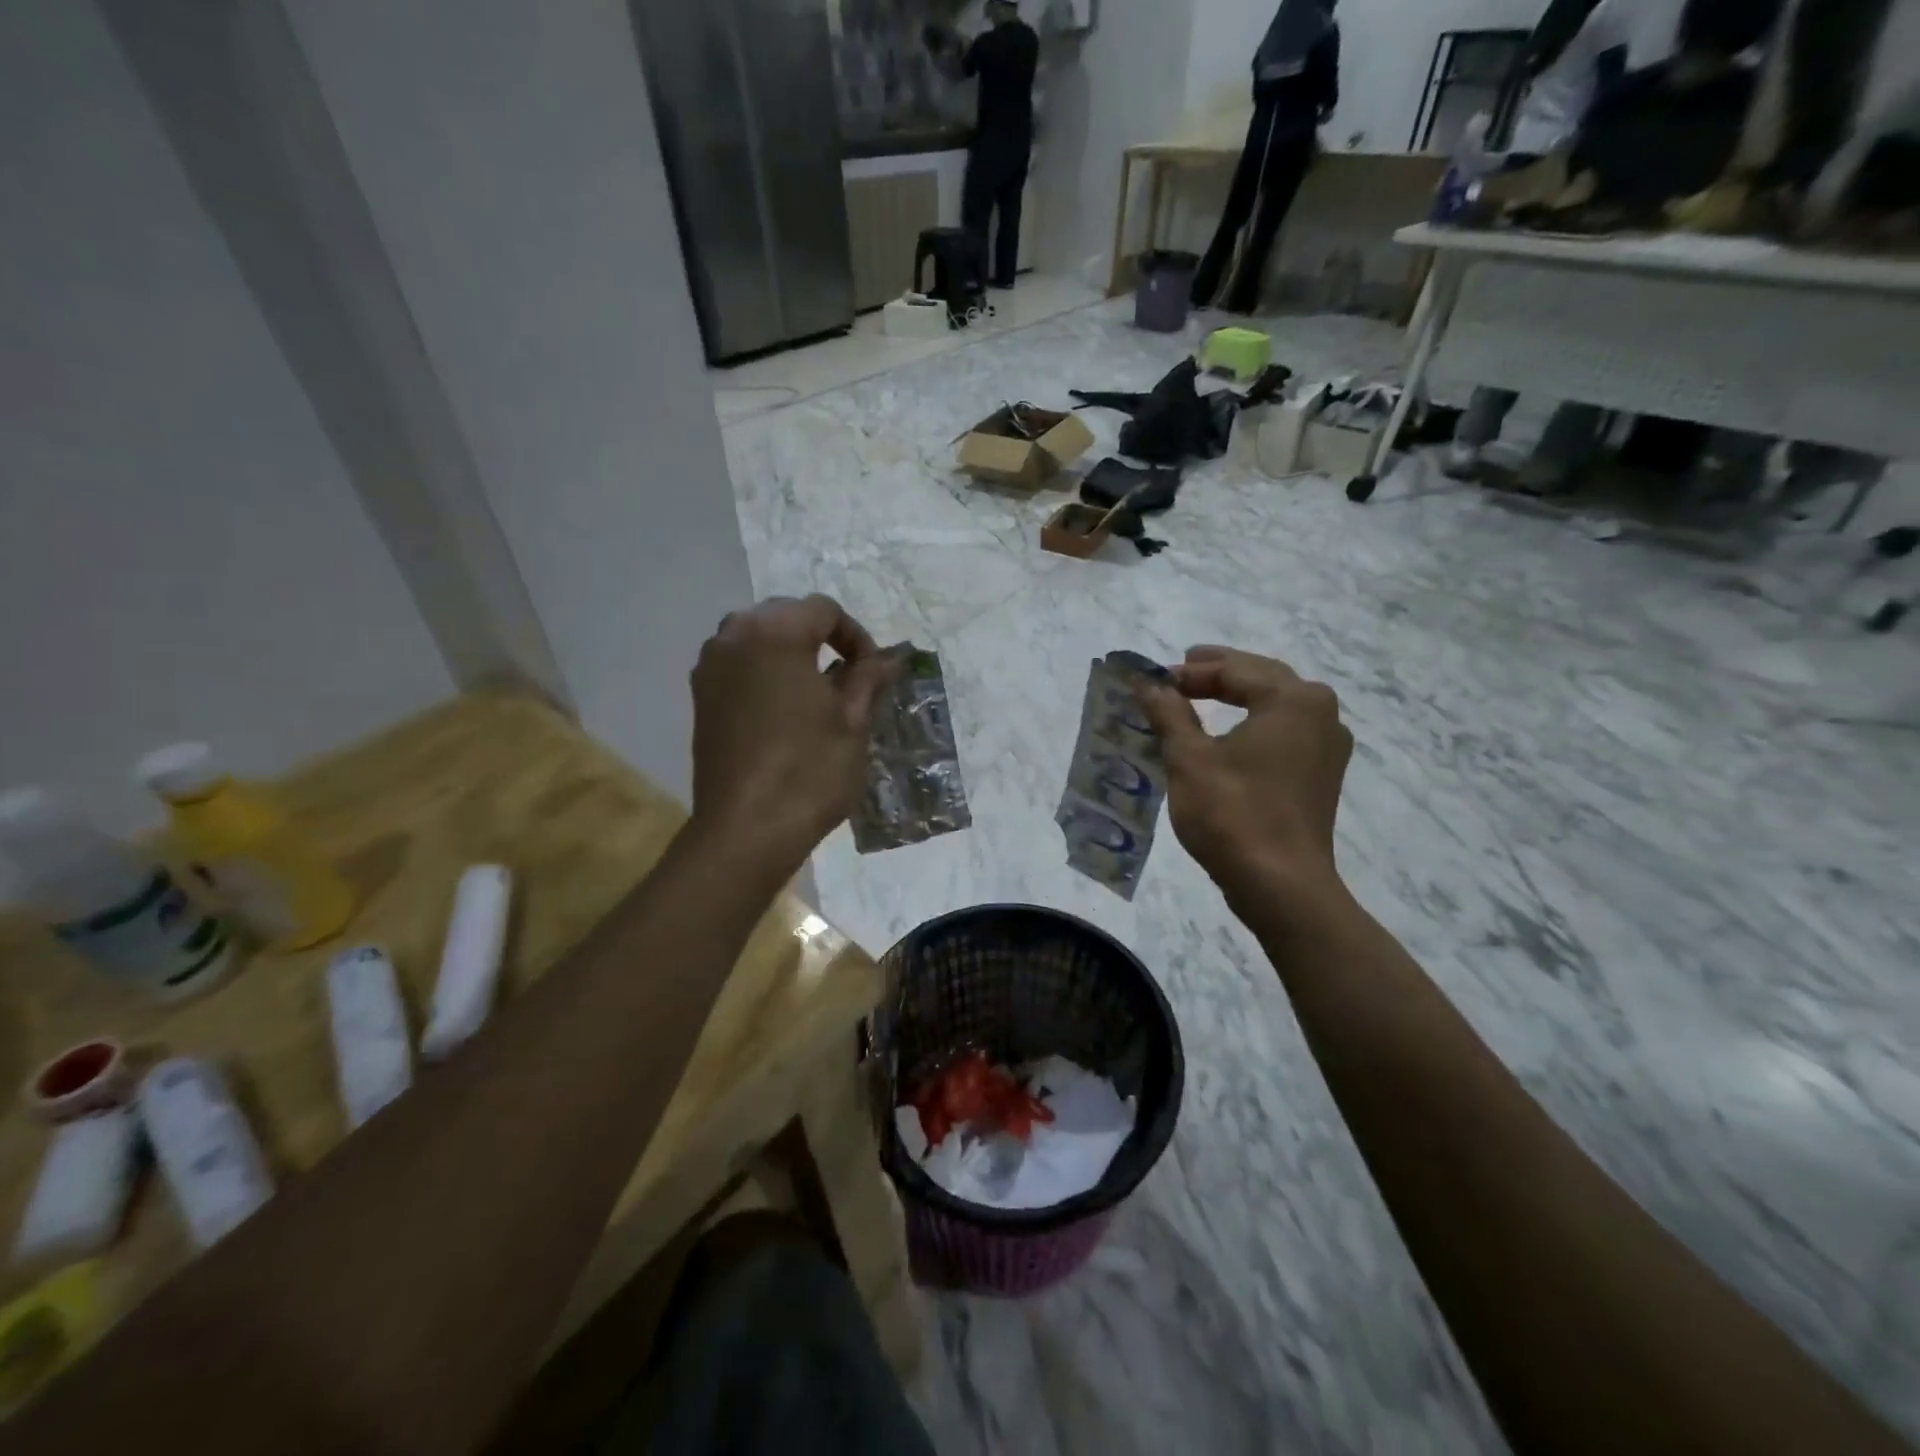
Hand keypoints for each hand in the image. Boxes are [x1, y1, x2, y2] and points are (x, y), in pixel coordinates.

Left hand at [689, 595, 892, 871]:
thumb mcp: (852, 722)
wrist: (746, 829)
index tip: (872, 672)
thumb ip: (868, 678)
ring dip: (790, 653)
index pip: (824, 610)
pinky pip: (738, 665)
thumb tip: (891, 657)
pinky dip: (765, 672)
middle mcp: (734, 636)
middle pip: (786, 616)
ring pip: (758, 638)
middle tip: (849, 678)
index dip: (856, 636)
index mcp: (775, 633)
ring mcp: (710, 667)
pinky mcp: (700, 697)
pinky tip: (784, 709)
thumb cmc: (809, 771)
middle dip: (821, 638)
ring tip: (817, 692)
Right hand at [1136, 646, 1352, 908]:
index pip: (1233, 669)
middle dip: (1219, 673)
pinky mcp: (1321, 775)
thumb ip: (1169, 713)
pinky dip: (1253, 724)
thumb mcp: (1189, 759)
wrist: (1281, 886)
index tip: (1153, 679)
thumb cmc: (1233, 813)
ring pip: (1275, 705)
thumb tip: (1147, 683)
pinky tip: (1228, 736)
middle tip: (1182, 669)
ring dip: (1238, 697)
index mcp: (1292, 699)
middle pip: (1262, 679)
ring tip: (1200, 696)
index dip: (1189, 673)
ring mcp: (1327, 746)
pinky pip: (1283, 732)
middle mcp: (1320, 713)